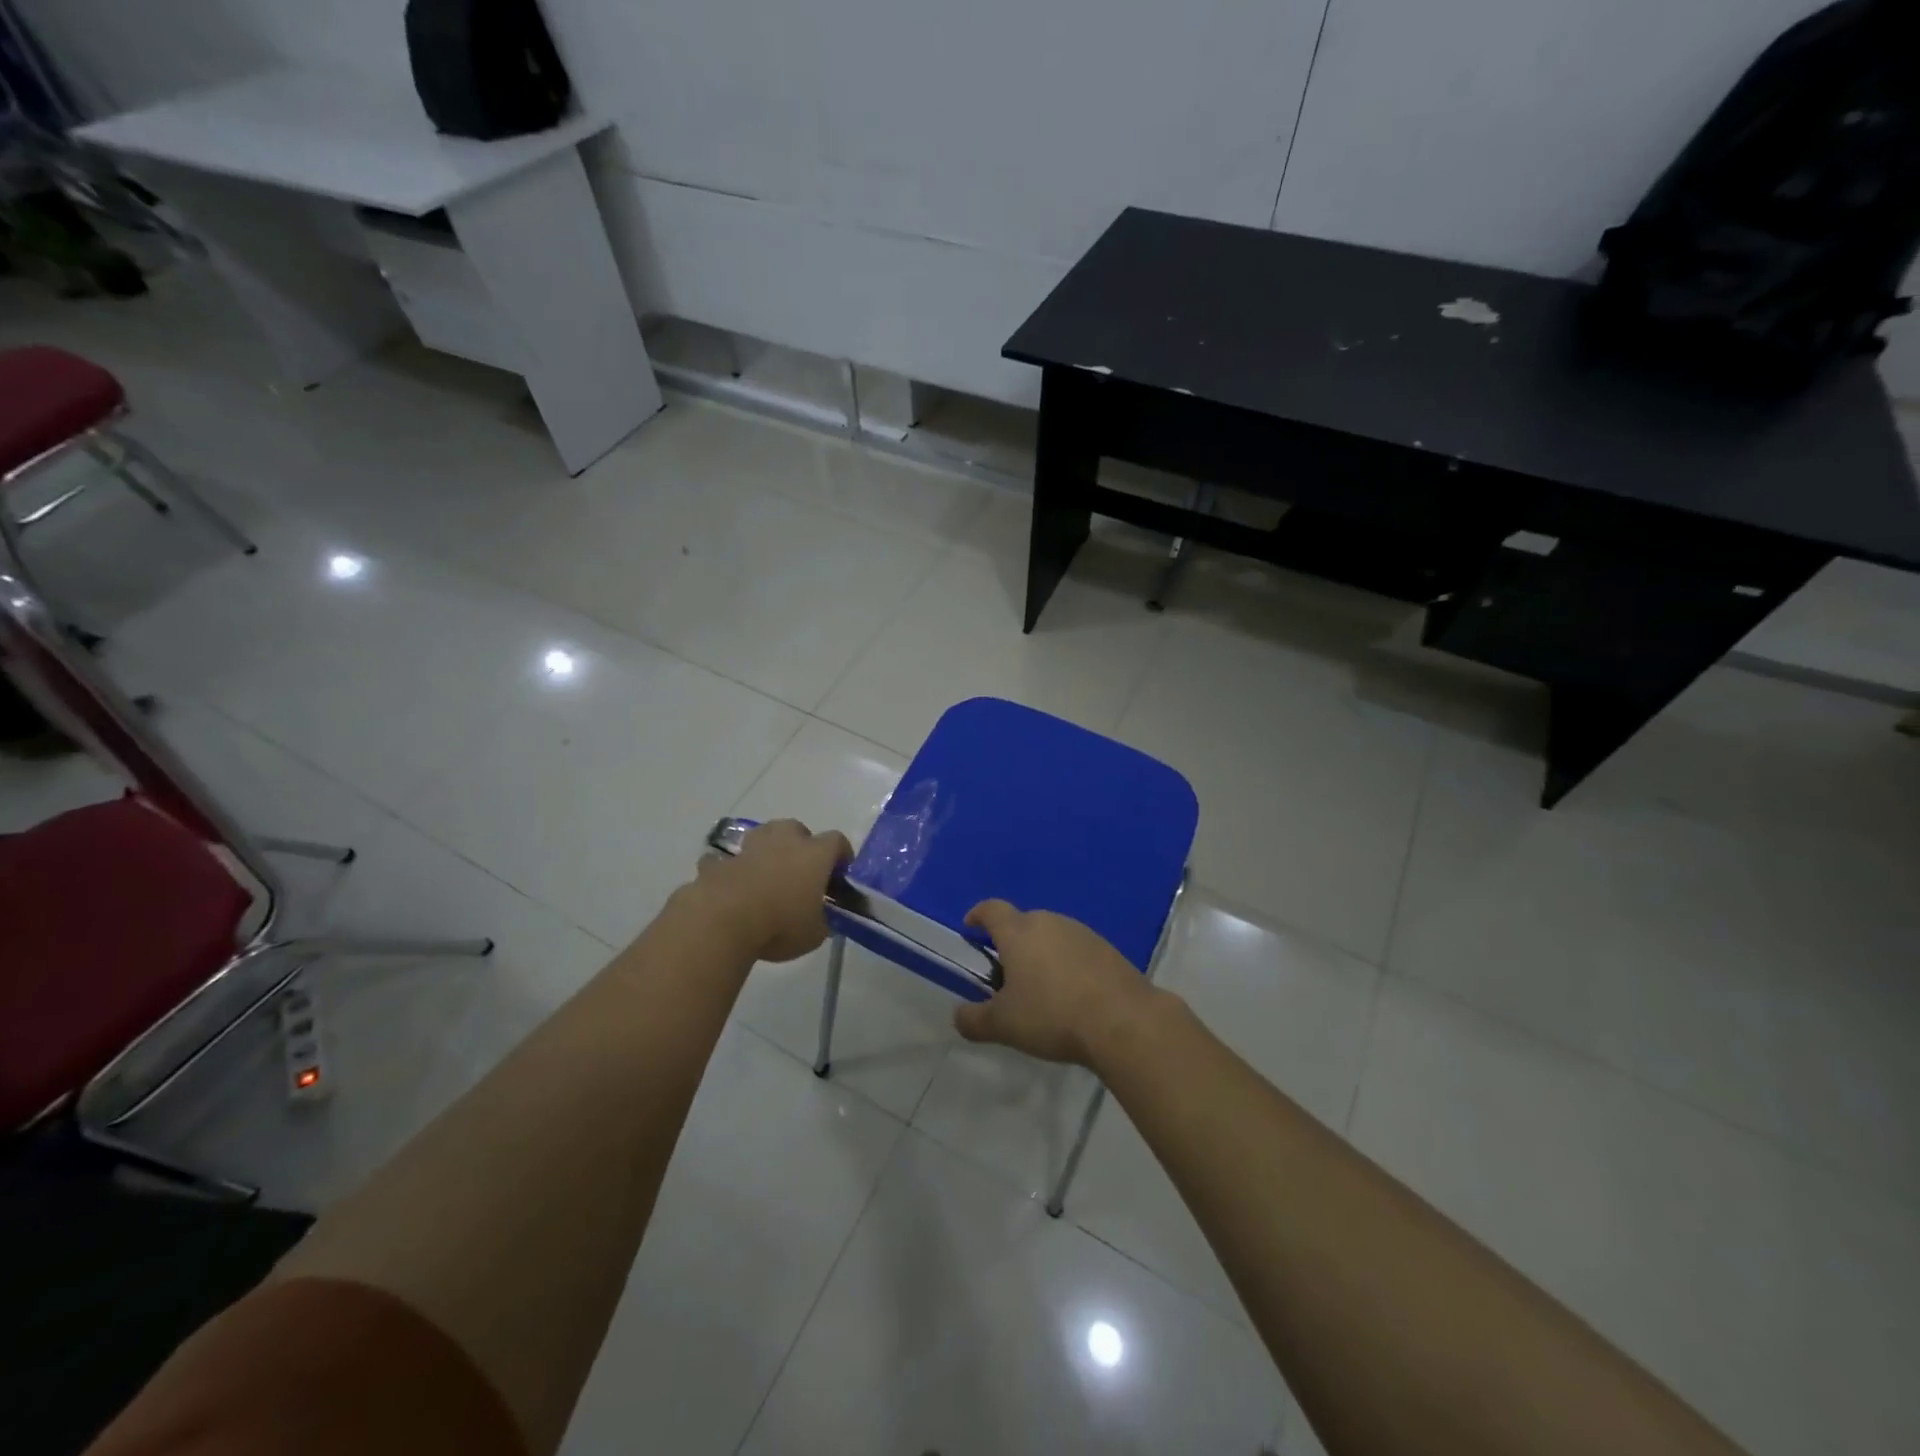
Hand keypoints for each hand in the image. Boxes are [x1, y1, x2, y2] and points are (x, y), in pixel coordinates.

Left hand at [685, 819, 851, 962]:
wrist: (723, 923)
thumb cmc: (780, 926)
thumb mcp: (815, 934)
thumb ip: (823, 921)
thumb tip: (823, 919)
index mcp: (814, 854)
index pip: (837, 841)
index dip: (841, 854)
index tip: (839, 873)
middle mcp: (784, 841)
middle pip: (797, 829)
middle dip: (801, 844)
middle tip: (801, 871)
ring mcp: (749, 847)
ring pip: (763, 834)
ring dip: (768, 848)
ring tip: (768, 873)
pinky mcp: (720, 861)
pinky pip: (729, 859)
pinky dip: (733, 868)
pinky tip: (733, 885)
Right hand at [953, 900, 1164, 1067]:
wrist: (1122, 1020)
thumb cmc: (1052, 1015)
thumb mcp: (1003, 1025)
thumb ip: (974, 1020)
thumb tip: (958, 1016)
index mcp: (1018, 931)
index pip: (991, 909)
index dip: (978, 915)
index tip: (970, 927)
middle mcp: (1049, 922)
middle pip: (1023, 923)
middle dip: (1011, 942)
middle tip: (1005, 973)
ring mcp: (1081, 932)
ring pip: (1051, 936)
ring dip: (1041, 953)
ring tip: (1040, 987)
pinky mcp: (1107, 949)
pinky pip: (1076, 950)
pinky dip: (1067, 965)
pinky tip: (1071, 994)